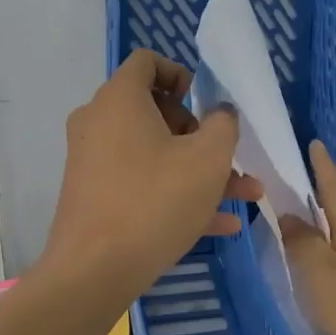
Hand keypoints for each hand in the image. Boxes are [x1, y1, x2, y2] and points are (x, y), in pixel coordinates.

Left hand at [41, 51, 262, 296]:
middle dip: (200, 135)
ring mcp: (92, 160)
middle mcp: (99, 121)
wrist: (93, 272)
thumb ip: (223, 125)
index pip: (147, 62)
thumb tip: (220, 114)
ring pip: (154, 153)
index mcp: (119, 99)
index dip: (181, 75)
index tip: (204, 104)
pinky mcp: (93, 195)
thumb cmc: (154, 201)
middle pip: (155, 111)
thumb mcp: (208, 159)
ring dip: (198, 170)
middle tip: (227, 160)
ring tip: (243, 196)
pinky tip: (219, 225)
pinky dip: (174, 193)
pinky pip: (140, 182)